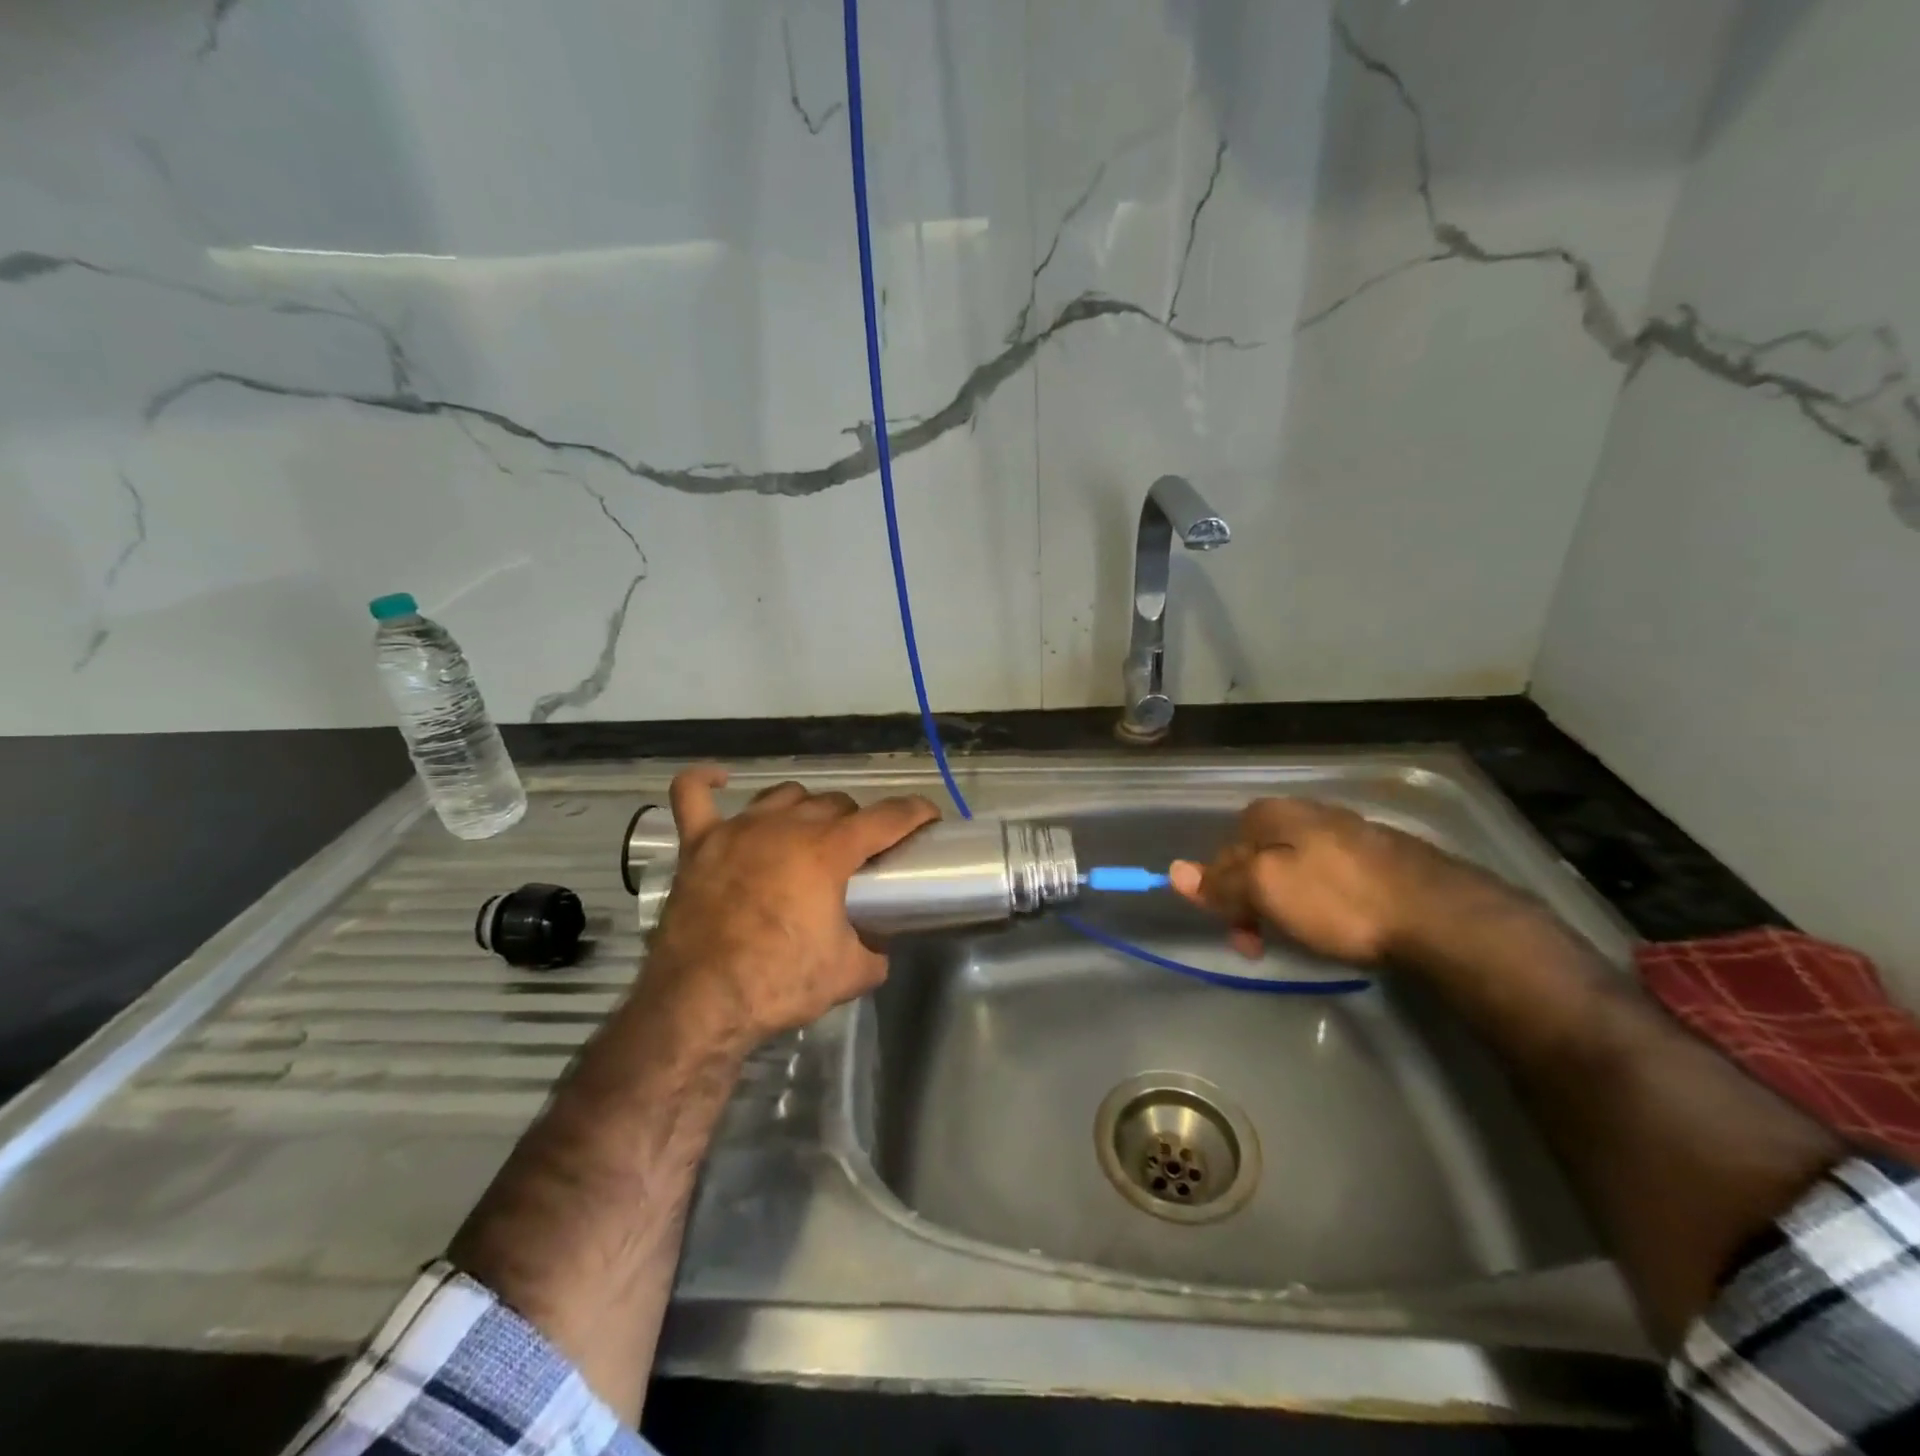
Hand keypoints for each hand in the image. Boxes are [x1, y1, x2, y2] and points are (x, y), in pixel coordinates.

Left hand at [641, 766, 940, 1053]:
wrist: (700, 1004)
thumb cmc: (779, 984)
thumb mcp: (849, 974)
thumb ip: (875, 952)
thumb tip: (880, 947)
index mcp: (827, 851)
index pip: (887, 818)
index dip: (915, 813)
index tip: (929, 817)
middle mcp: (786, 827)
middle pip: (835, 803)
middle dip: (857, 821)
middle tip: (861, 853)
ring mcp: (738, 830)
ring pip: (784, 796)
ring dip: (805, 808)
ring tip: (810, 832)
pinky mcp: (698, 845)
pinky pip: (692, 797)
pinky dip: (704, 784)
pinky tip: (718, 781)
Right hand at [1168, 797, 1485, 964]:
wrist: (1441, 916)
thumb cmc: (1339, 900)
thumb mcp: (1267, 890)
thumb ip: (1221, 882)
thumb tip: (1173, 870)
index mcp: (1275, 813)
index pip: (1225, 848)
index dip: (1221, 890)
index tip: (1235, 931)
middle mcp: (1310, 813)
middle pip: (1260, 857)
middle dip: (1253, 901)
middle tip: (1261, 944)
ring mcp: (1350, 833)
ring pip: (1296, 868)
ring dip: (1285, 904)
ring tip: (1300, 939)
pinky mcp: (1383, 858)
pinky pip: (1331, 877)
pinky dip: (1322, 902)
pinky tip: (1337, 925)